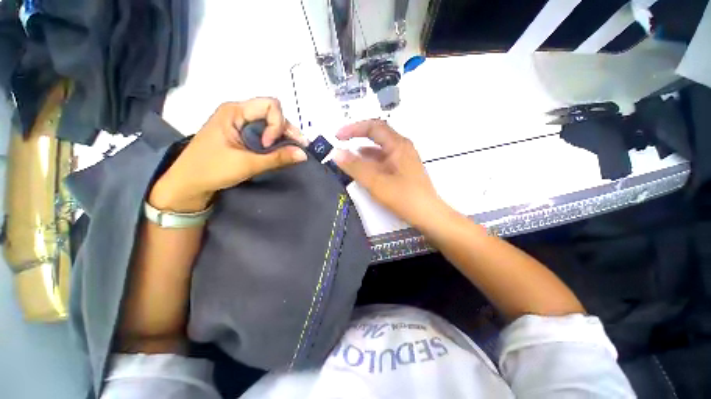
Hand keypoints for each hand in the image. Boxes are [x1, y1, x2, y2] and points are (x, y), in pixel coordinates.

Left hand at [150, 98, 307, 211]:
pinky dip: (275, 142)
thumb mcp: (248, 164)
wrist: (188, 183)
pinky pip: (264, 132)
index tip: (269, 145)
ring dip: (283, 137)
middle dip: (286, 130)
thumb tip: (304, 154)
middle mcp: (238, 112)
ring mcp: (239, 122)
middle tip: (297, 148)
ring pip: (270, 123)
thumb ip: (277, 158)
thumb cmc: (212, 170)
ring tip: (293, 151)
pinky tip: (281, 151)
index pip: (270, 105)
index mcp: (234, 112)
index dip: (277, 124)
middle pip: (273, 112)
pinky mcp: (241, 133)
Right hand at [333, 119, 448, 227]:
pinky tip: (363, 170)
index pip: (373, 127)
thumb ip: (355, 166)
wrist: (428, 215)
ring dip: (363, 152)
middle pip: (377, 135)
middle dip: (358, 137)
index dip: (353, 129)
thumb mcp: (376, 182)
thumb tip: (336, 152)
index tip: (337, 136)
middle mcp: (402, 148)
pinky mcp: (402, 170)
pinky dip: (371, 162)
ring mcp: (403, 160)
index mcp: (398, 145)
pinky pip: (383, 161)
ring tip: (348, 158)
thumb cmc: (404, 197)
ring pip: (380, 150)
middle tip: (341, 143)